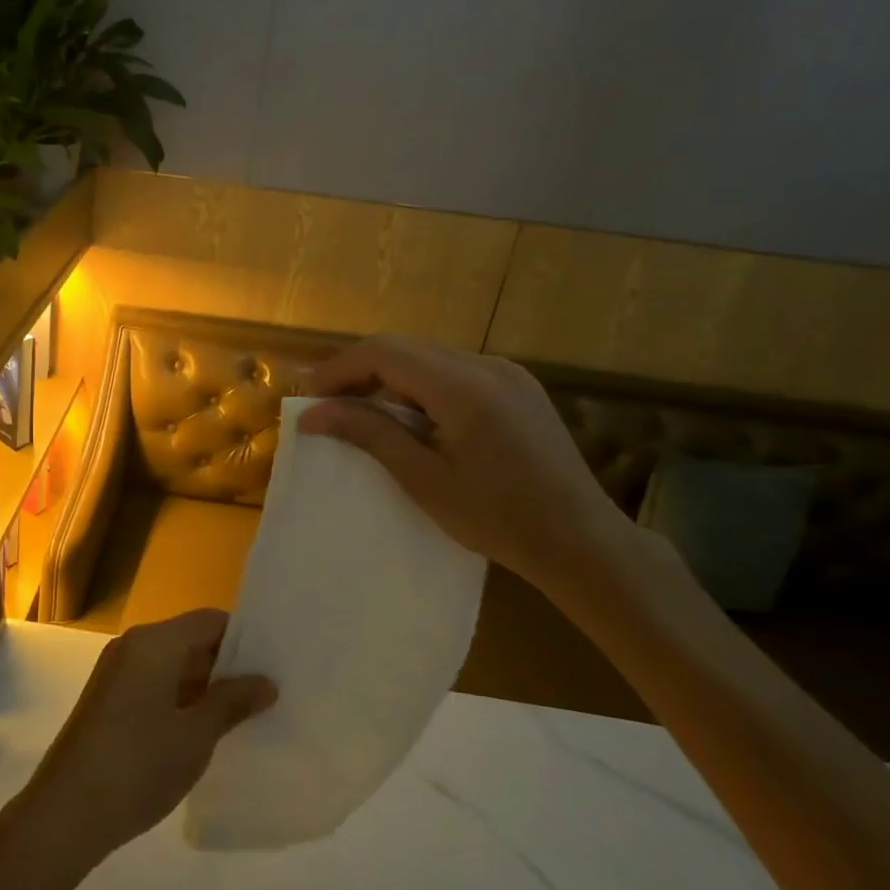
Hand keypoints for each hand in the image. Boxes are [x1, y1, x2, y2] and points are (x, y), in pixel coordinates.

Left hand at [18, 611, 275, 865]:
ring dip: (205, 686)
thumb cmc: (137, 766)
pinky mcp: (108, 700)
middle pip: (191, 640)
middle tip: (269, 693)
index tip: (276, 664)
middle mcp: (133, 646)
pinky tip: (205, 730)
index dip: (245, 640)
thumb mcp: (195, 736)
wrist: (65, 812)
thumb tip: (266, 682)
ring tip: (246, 714)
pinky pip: (154, 684)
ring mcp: (117, 673)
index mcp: (154, 642)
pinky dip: (181, 699)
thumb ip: (232, 702)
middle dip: (228, 666)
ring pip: (173, 665)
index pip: (211, 621)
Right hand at [301, 337, 637, 601]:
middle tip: (327, 407)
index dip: (340, 369)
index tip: (308, 399)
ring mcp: (507, 373)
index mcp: (463, 387)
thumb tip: (312, 414)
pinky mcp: (517, 387)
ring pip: (428, 357)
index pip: (384, 352)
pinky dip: (420, 386)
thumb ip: (368, 434)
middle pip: (405, 348)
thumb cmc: (497, 519)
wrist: (580, 541)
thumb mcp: (423, 479)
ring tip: (361, 414)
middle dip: (359, 371)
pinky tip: (410, 418)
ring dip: (389, 378)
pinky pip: (454, 371)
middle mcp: (486, 366)